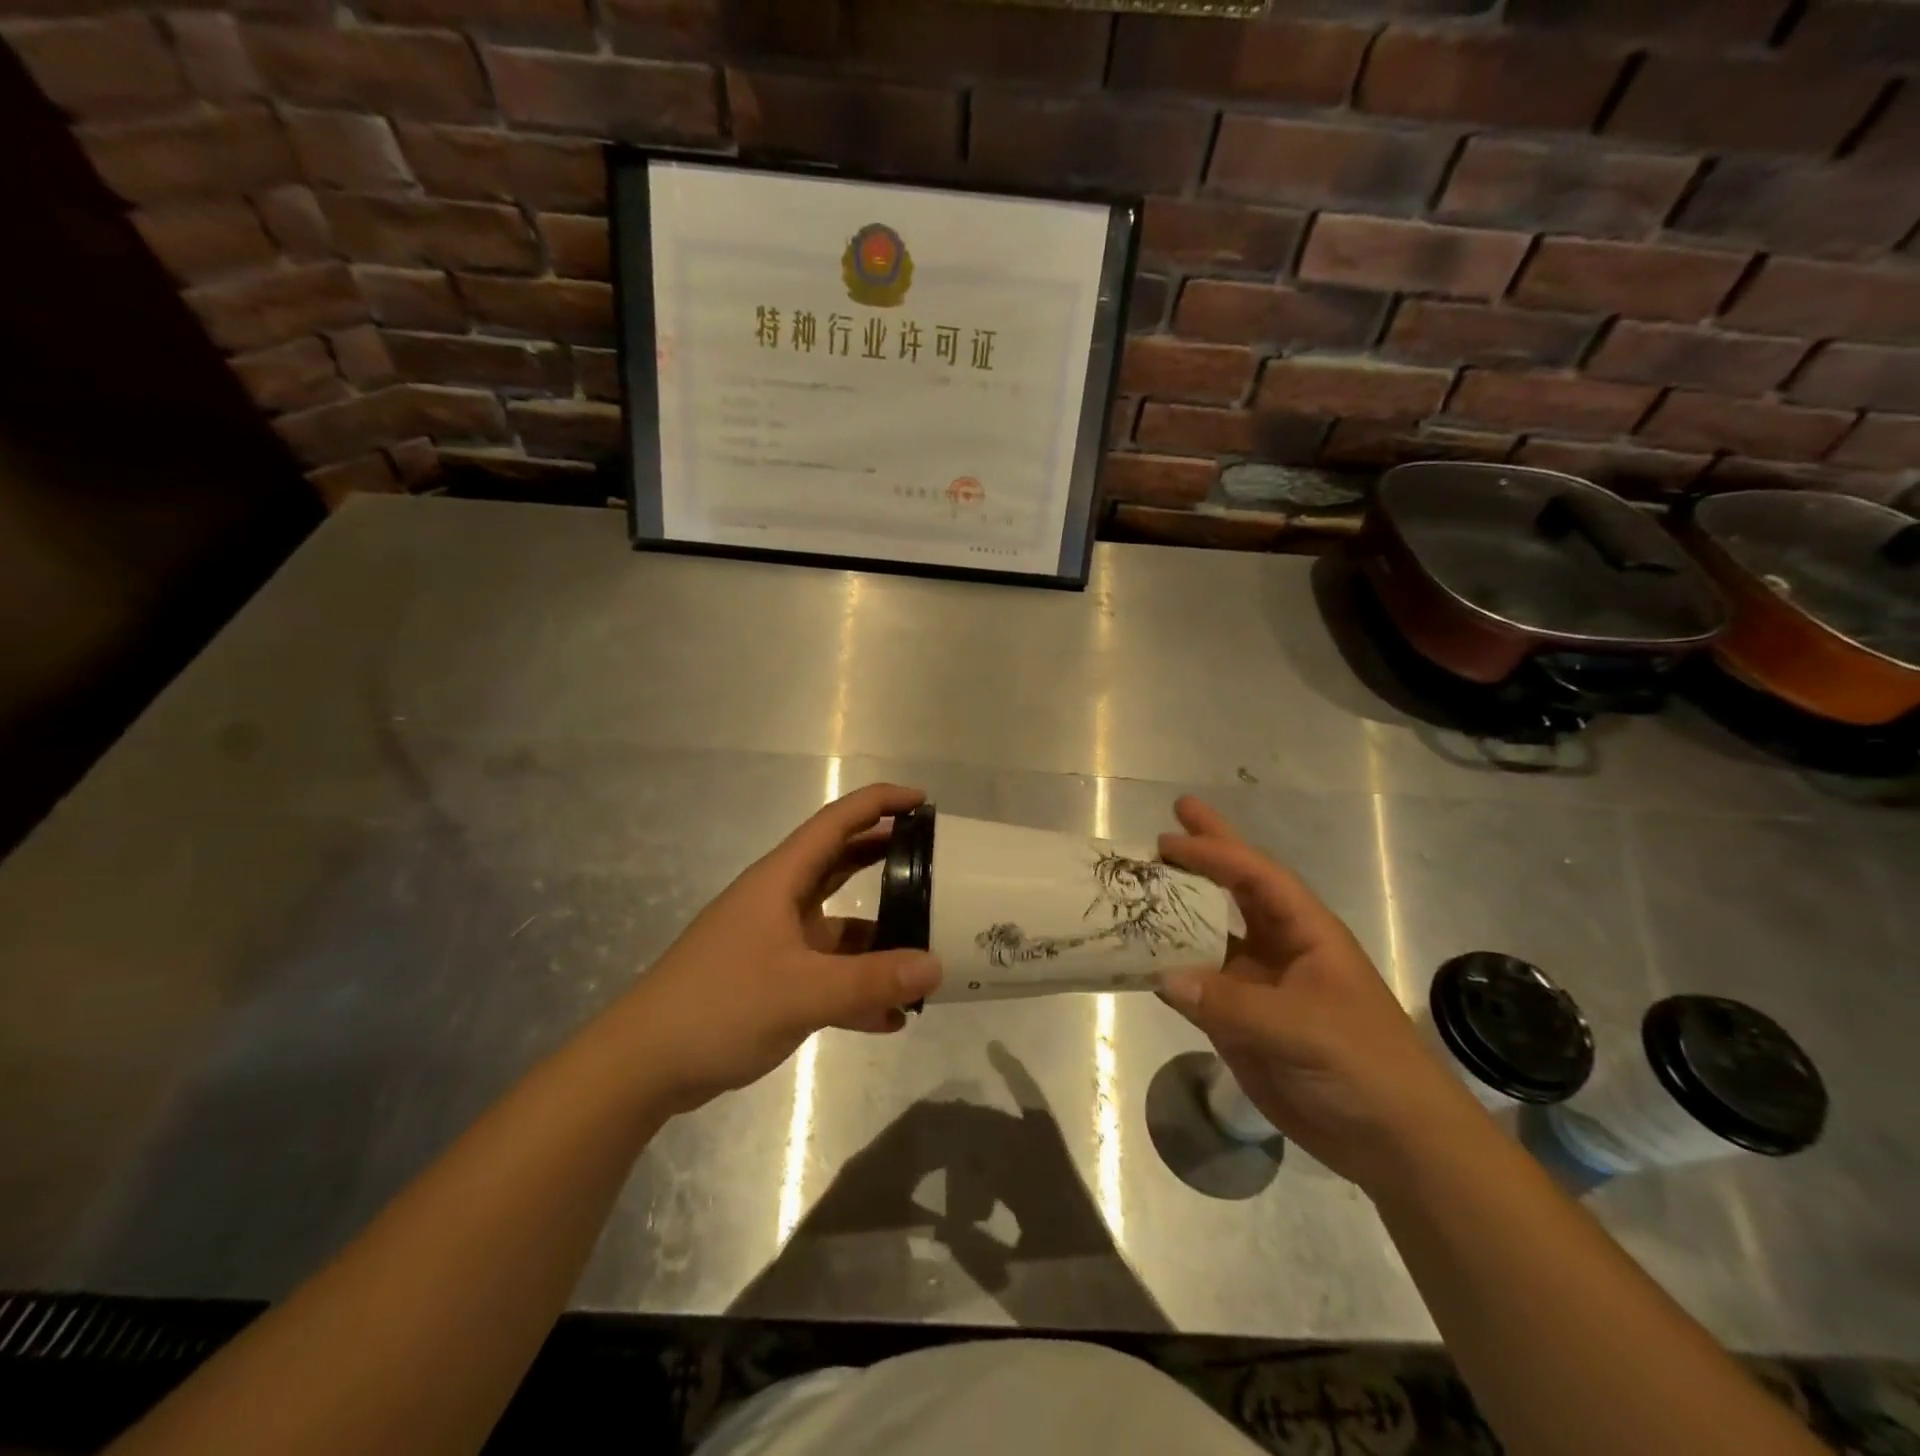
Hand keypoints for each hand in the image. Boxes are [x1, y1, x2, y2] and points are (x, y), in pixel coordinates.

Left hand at [610, 784, 942, 1111]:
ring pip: (839, 924)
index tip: (923, 802)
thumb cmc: (719, 1006)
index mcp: (781, 880)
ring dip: (880, 935)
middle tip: (936, 861)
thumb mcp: (801, 992)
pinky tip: (891, 1016)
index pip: (837, 822)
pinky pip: (827, 972)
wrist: (644, 1064)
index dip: (880, 803)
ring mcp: (776, 941)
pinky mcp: (772, 979)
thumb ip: (871, 980)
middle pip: (841, 863)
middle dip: (886, 857)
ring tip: (928, 947)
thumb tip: (937, 967)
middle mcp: (781, 901)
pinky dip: (858, 986)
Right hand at [1156, 797, 1483, 1191]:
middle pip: (1235, 890)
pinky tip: (1137, 960)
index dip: (1214, 854)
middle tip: (1171, 817)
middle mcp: (1277, 948)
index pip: (1255, 878)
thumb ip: (1231, 1003)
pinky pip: (1195, 988)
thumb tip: (1163, 978)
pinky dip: (1166, 973)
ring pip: (1208, 936)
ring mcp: (1256, 985)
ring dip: (1176, 913)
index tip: (1167, 840)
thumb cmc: (1364, 1066)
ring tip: (1138, 886)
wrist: (1393, 1142)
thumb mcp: (1304, 1028)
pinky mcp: (1240, 1022)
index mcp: (1306, 932)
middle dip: (1206, 853)